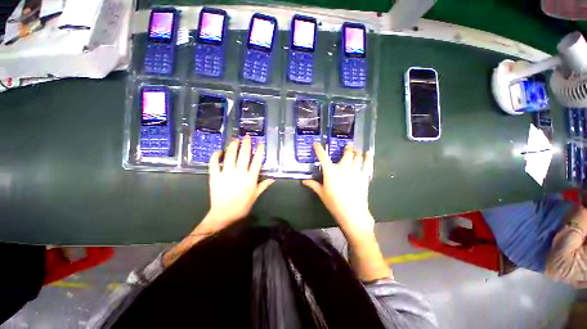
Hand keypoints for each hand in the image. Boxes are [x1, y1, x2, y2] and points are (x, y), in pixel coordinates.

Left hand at [199, 136, 274, 233]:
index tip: (260, 143)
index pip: (257, 161)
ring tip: (235, 139)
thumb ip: (264, 185)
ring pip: (230, 155)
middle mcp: (239, 173)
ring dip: (233, 146)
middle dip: (246, 144)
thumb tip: (273, 178)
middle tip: (247, 136)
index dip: (259, 150)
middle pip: (244, 155)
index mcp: (251, 178)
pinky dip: (216, 156)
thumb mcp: (256, 195)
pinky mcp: (215, 176)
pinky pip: (214, 163)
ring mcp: (226, 173)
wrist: (224, 214)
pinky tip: (219, 151)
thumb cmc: (242, 206)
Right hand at [302, 143, 374, 240]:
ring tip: (356, 150)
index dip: (318, 149)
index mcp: (330, 171)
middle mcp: (343, 168)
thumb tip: (303, 181)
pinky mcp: (364, 176)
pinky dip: (368, 158)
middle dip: (347, 148)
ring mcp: (355, 171)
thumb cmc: (334, 203)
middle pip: (347, 153)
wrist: (352, 213)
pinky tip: (368, 154)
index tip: (316, 143)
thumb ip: (313, 185)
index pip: (322, 157)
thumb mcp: (322, 193)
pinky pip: (367, 164)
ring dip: (357, 152)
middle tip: (347, 146)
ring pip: (358, 156)